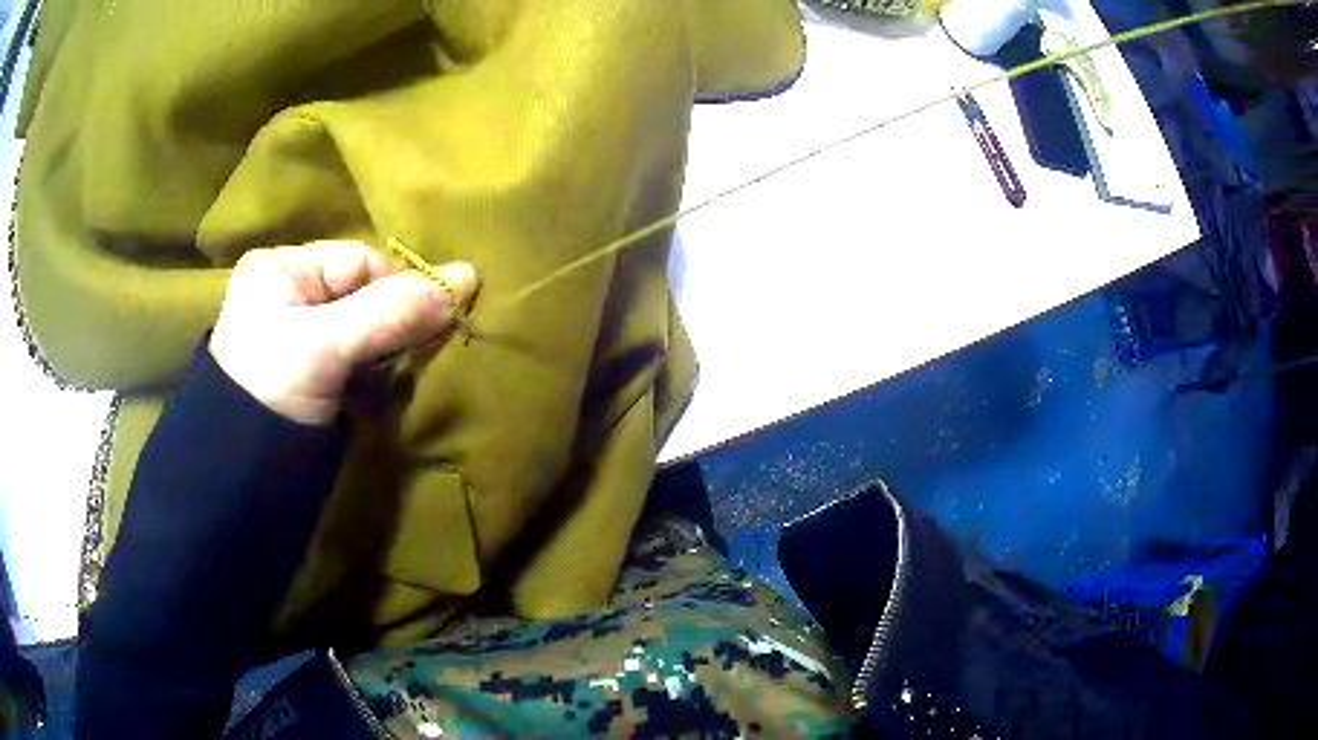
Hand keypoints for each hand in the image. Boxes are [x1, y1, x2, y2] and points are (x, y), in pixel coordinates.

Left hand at [210, 241, 475, 425]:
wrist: (237, 475)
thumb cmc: (270, 391)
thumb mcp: (325, 345)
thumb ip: (390, 311)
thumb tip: (465, 278)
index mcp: (281, 268)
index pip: (360, 261)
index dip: (400, 287)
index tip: (434, 321)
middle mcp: (289, 293)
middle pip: (363, 293)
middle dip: (397, 319)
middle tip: (426, 348)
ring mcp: (298, 335)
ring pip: (364, 326)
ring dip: (390, 347)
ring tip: (410, 368)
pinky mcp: (309, 373)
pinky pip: (357, 356)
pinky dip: (378, 368)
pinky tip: (390, 383)